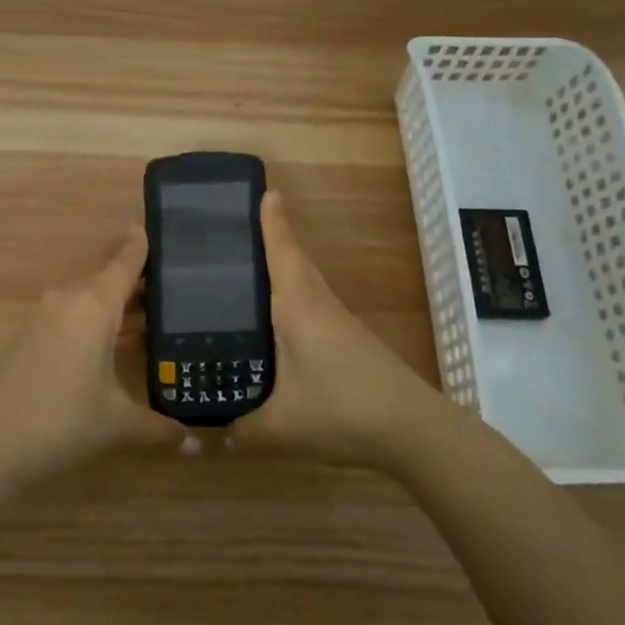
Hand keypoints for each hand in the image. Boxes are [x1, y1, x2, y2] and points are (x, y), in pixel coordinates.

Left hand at [0, 226, 181, 484]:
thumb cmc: (62, 423)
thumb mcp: (117, 425)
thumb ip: (159, 428)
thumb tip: (195, 442)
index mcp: (95, 305)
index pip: (125, 261)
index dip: (141, 245)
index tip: (157, 227)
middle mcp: (69, 301)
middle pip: (108, 279)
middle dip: (137, 283)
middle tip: (172, 287)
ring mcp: (44, 318)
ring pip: (89, 301)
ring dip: (116, 308)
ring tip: (151, 320)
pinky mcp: (28, 338)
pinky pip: (71, 318)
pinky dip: (95, 325)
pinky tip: (112, 348)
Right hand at [231, 191, 443, 467]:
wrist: (412, 429)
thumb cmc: (341, 409)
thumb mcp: (280, 427)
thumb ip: (242, 430)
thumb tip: (211, 435)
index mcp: (298, 306)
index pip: (281, 252)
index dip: (272, 221)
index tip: (265, 189)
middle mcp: (318, 304)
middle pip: (295, 261)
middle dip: (274, 238)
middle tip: (241, 228)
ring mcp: (338, 322)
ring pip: (305, 283)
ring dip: (284, 268)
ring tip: (251, 270)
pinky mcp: (348, 342)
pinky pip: (313, 305)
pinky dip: (293, 298)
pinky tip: (278, 322)